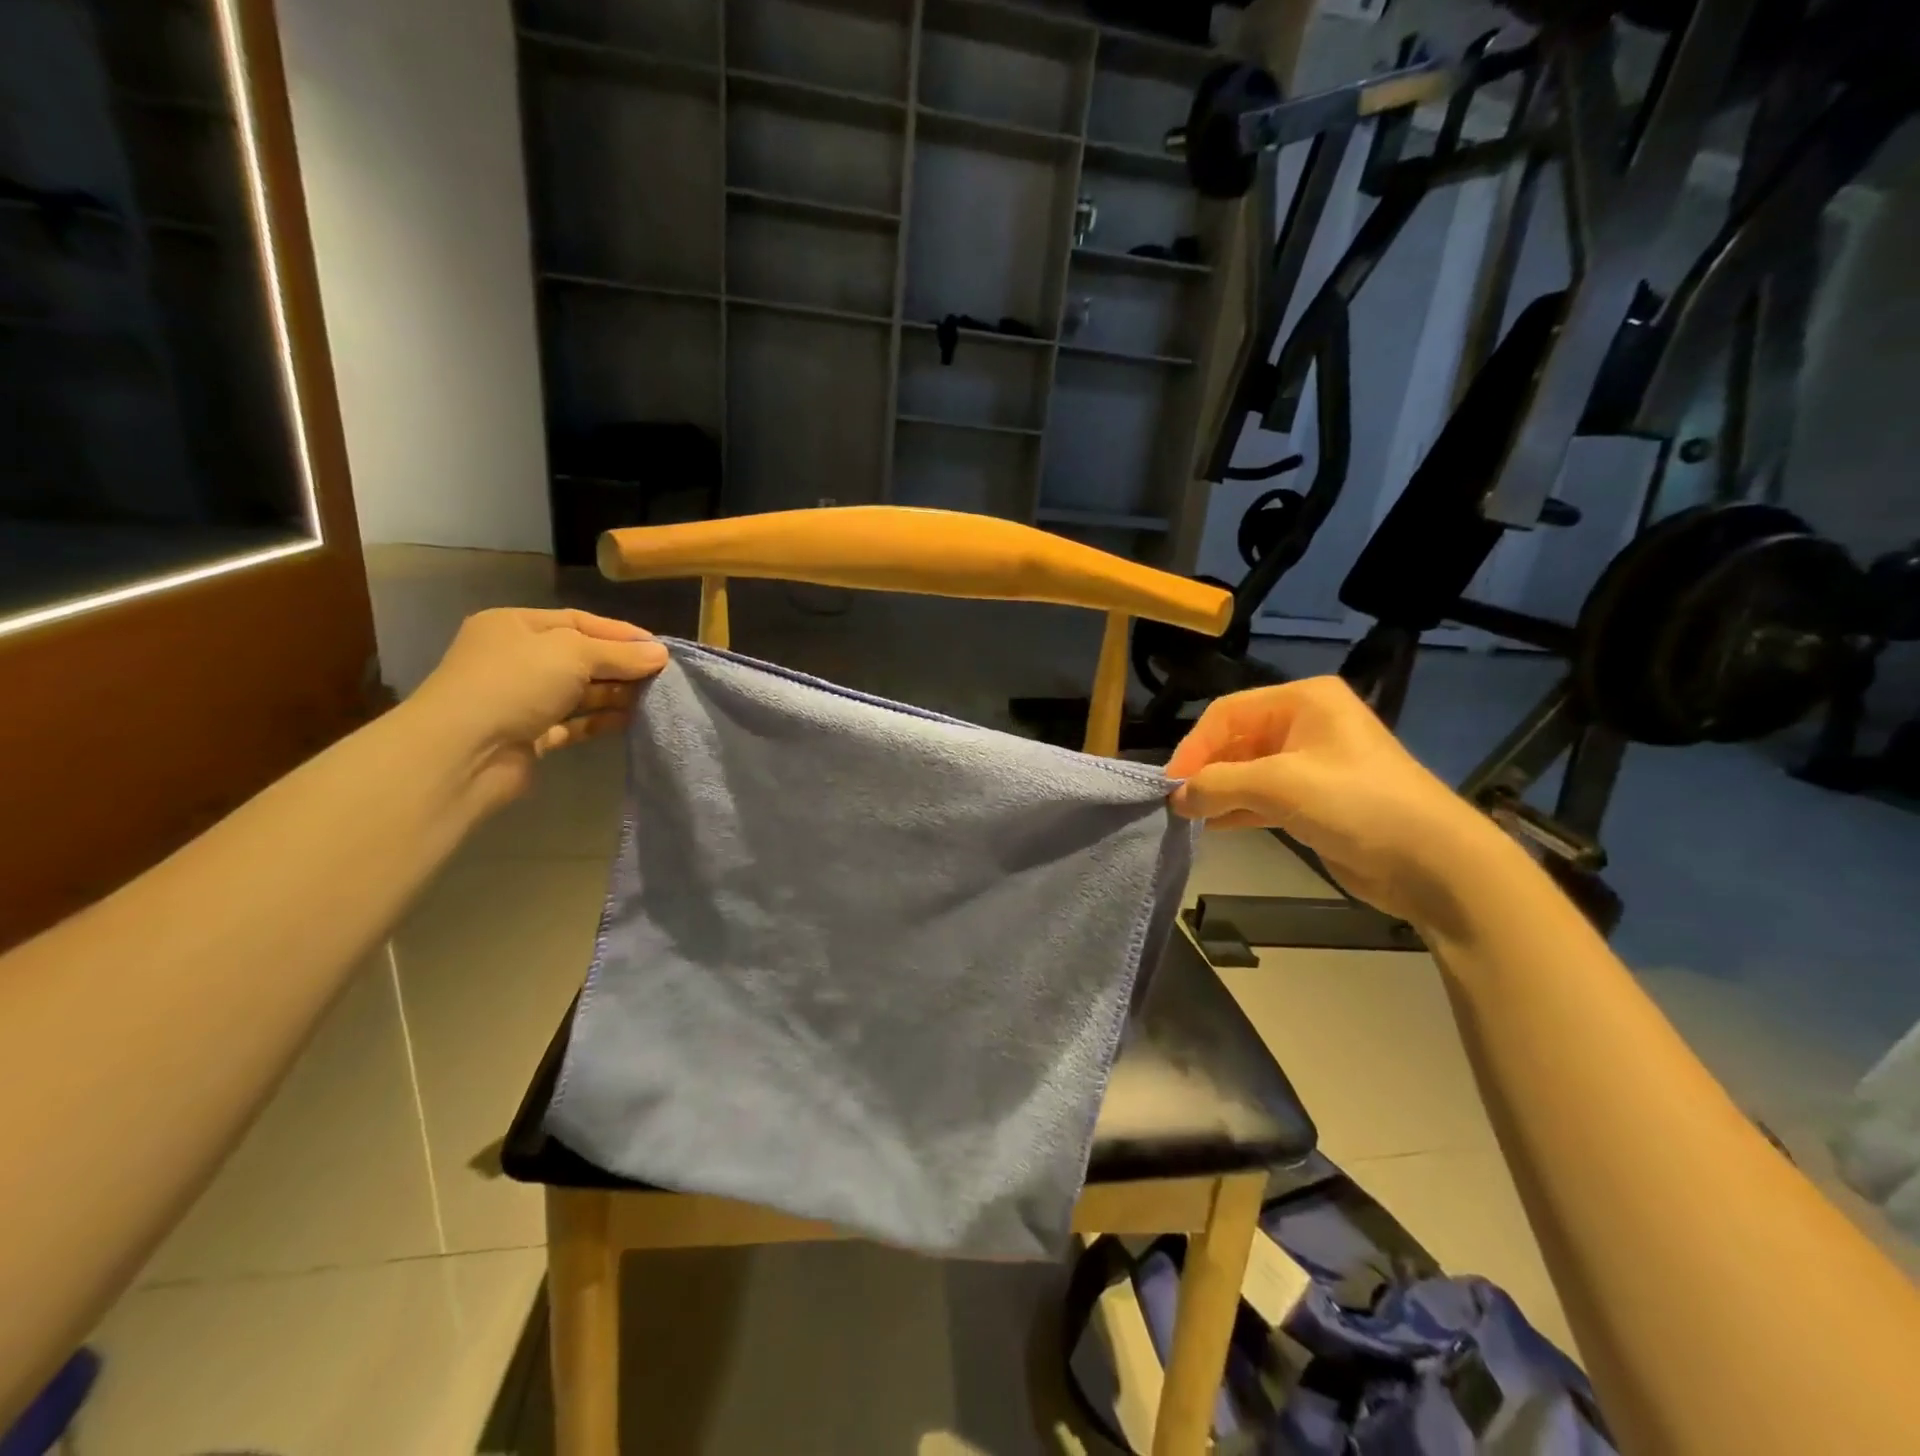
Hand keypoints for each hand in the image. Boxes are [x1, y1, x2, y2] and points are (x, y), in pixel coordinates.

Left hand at [407, 608, 668, 805]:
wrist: (465, 752)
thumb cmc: (515, 684)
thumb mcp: (573, 654)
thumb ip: (620, 654)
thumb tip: (661, 654)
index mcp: (516, 626)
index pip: (579, 622)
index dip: (621, 634)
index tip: (660, 649)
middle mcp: (517, 658)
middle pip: (582, 657)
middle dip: (622, 666)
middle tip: (663, 677)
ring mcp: (522, 698)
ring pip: (580, 691)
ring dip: (615, 694)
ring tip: (654, 699)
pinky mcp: (531, 735)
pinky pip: (574, 722)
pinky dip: (601, 721)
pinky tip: (630, 721)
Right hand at [1166, 677, 1502, 923]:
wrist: (1433, 862)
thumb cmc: (1356, 803)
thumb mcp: (1279, 785)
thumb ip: (1218, 785)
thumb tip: (1175, 797)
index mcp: (1302, 700)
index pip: (1227, 712)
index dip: (1194, 746)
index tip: (1169, 783)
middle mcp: (1305, 724)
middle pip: (1236, 740)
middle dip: (1205, 770)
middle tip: (1176, 803)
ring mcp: (1311, 763)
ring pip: (1247, 771)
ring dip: (1218, 792)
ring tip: (1188, 816)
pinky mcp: (1314, 800)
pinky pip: (1262, 797)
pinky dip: (1237, 809)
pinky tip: (1213, 825)